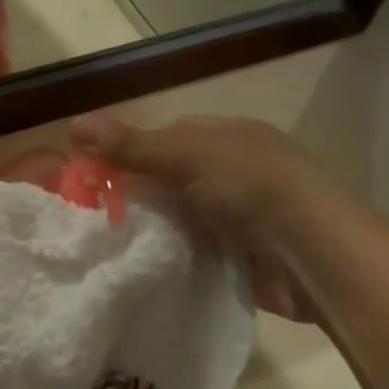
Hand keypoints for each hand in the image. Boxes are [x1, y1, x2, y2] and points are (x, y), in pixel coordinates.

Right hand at [71, 114, 336, 323]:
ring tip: (109, 244)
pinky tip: (142, 265)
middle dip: (139, 194)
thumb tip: (74, 124)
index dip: (131, 150)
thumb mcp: (187, 156)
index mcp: (230, 136)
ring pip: (182, 217)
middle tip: (95, 215)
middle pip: (173, 179)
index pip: (169, 136)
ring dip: (154, 229)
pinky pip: (195, 251)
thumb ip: (132, 146)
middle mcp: (237, 171)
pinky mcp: (242, 256)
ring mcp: (241, 215)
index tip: (94, 174)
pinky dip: (172, 256)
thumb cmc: (252, 188)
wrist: (313, 254)